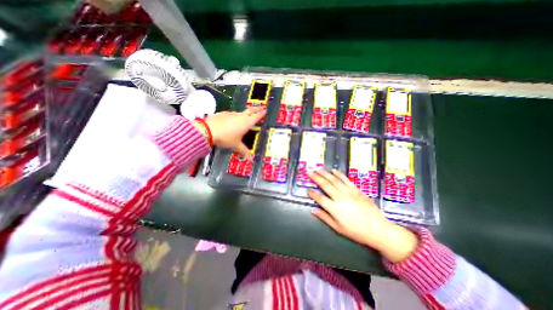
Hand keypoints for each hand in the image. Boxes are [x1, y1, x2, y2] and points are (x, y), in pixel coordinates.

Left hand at [194, 107, 265, 159]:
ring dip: (245, 113)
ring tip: (246, 117)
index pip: (257, 116)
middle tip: (262, 107)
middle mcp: (240, 116)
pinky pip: (232, 114)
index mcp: (246, 123)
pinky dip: (235, 117)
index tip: (265, 110)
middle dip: (257, 108)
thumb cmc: (226, 138)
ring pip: (241, 112)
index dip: (262, 113)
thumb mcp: (236, 145)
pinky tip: (231, 122)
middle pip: (251, 110)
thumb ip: (244, 151)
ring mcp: (231, 114)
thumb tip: (250, 159)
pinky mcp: (224, 113)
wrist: (208, 130)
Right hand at [307, 168, 418, 262]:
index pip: (319, 198)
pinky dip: (339, 174)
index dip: (312, 193)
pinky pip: (346, 179)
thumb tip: (313, 210)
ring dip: (325, 173)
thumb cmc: (356, 231)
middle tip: (309, 171)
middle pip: (325, 185)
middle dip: (316, 177)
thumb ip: (324, 217)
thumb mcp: (338, 228)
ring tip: (318, 168)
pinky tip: (334, 170)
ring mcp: (348, 192)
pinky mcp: (356, 189)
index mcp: (334, 208)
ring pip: (334, 180)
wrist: (378, 229)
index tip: (307, 190)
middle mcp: (339, 197)